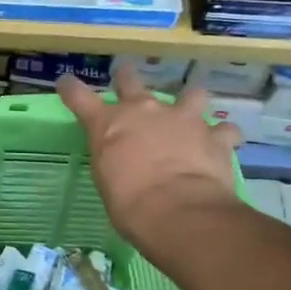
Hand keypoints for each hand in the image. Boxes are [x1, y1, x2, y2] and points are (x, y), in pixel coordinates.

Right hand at [57, 63, 241, 252]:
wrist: (179, 211)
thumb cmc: (130, 204)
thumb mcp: (108, 181)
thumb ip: (114, 160)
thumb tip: (123, 161)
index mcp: (108, 124)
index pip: (79, 97)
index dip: (71, 88)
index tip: (66, 82)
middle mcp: (144, 111)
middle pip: (130, 80)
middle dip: (127, 78)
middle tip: (127, 81)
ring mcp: (182, 118)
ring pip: (190, 93)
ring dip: (189, 101)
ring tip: (190, 113)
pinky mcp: (214, 135)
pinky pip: (224, 130)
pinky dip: (222, 136)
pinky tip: (222, 144)